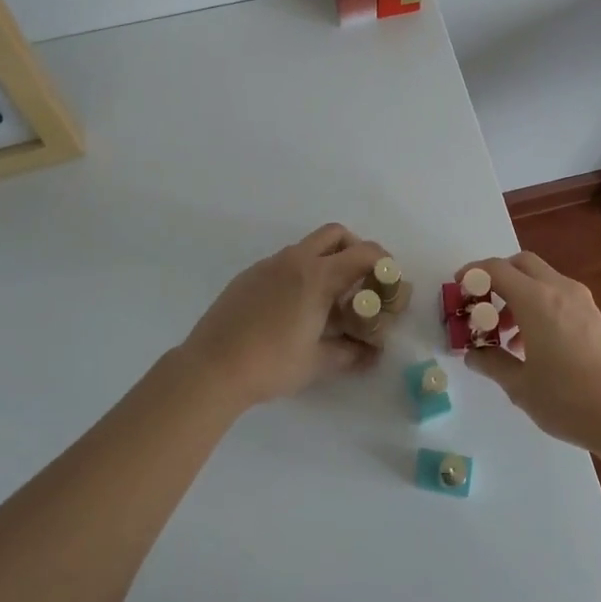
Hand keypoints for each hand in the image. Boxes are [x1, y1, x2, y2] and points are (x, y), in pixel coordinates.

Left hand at [177, 224, 388, 409]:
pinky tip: (294, 308)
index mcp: (317, 276)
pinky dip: (300, 272)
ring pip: (307, 247)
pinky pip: (284, 262)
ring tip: (327, 300)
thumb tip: (372, 353)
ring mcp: (268, 265)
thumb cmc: (271, 364)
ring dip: (326, 261)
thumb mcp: (317, 362)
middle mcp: (295, 260)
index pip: (363, 253)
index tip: (389, 281)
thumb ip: (350, 353)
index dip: (383, 263)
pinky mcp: (249, 275)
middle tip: (360, 281)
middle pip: (335, 234)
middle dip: (355, 249)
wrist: (211, 367)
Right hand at [459, 252, 600, 453]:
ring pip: (540, 278)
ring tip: (505, 334)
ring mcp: (580, 301)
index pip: (496, 269)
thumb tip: (474, 354)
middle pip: (521, 263)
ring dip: (517, 293)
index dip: (472, 273)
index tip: (458, 288)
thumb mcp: (520, 386)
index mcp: (536, 300)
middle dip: (497, 277)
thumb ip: (492, 363)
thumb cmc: (568, 400)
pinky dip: (538, 304)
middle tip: (481, 306)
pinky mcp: (593, 316)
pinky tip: (534, 344)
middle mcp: (558, 289)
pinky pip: (557, 294)